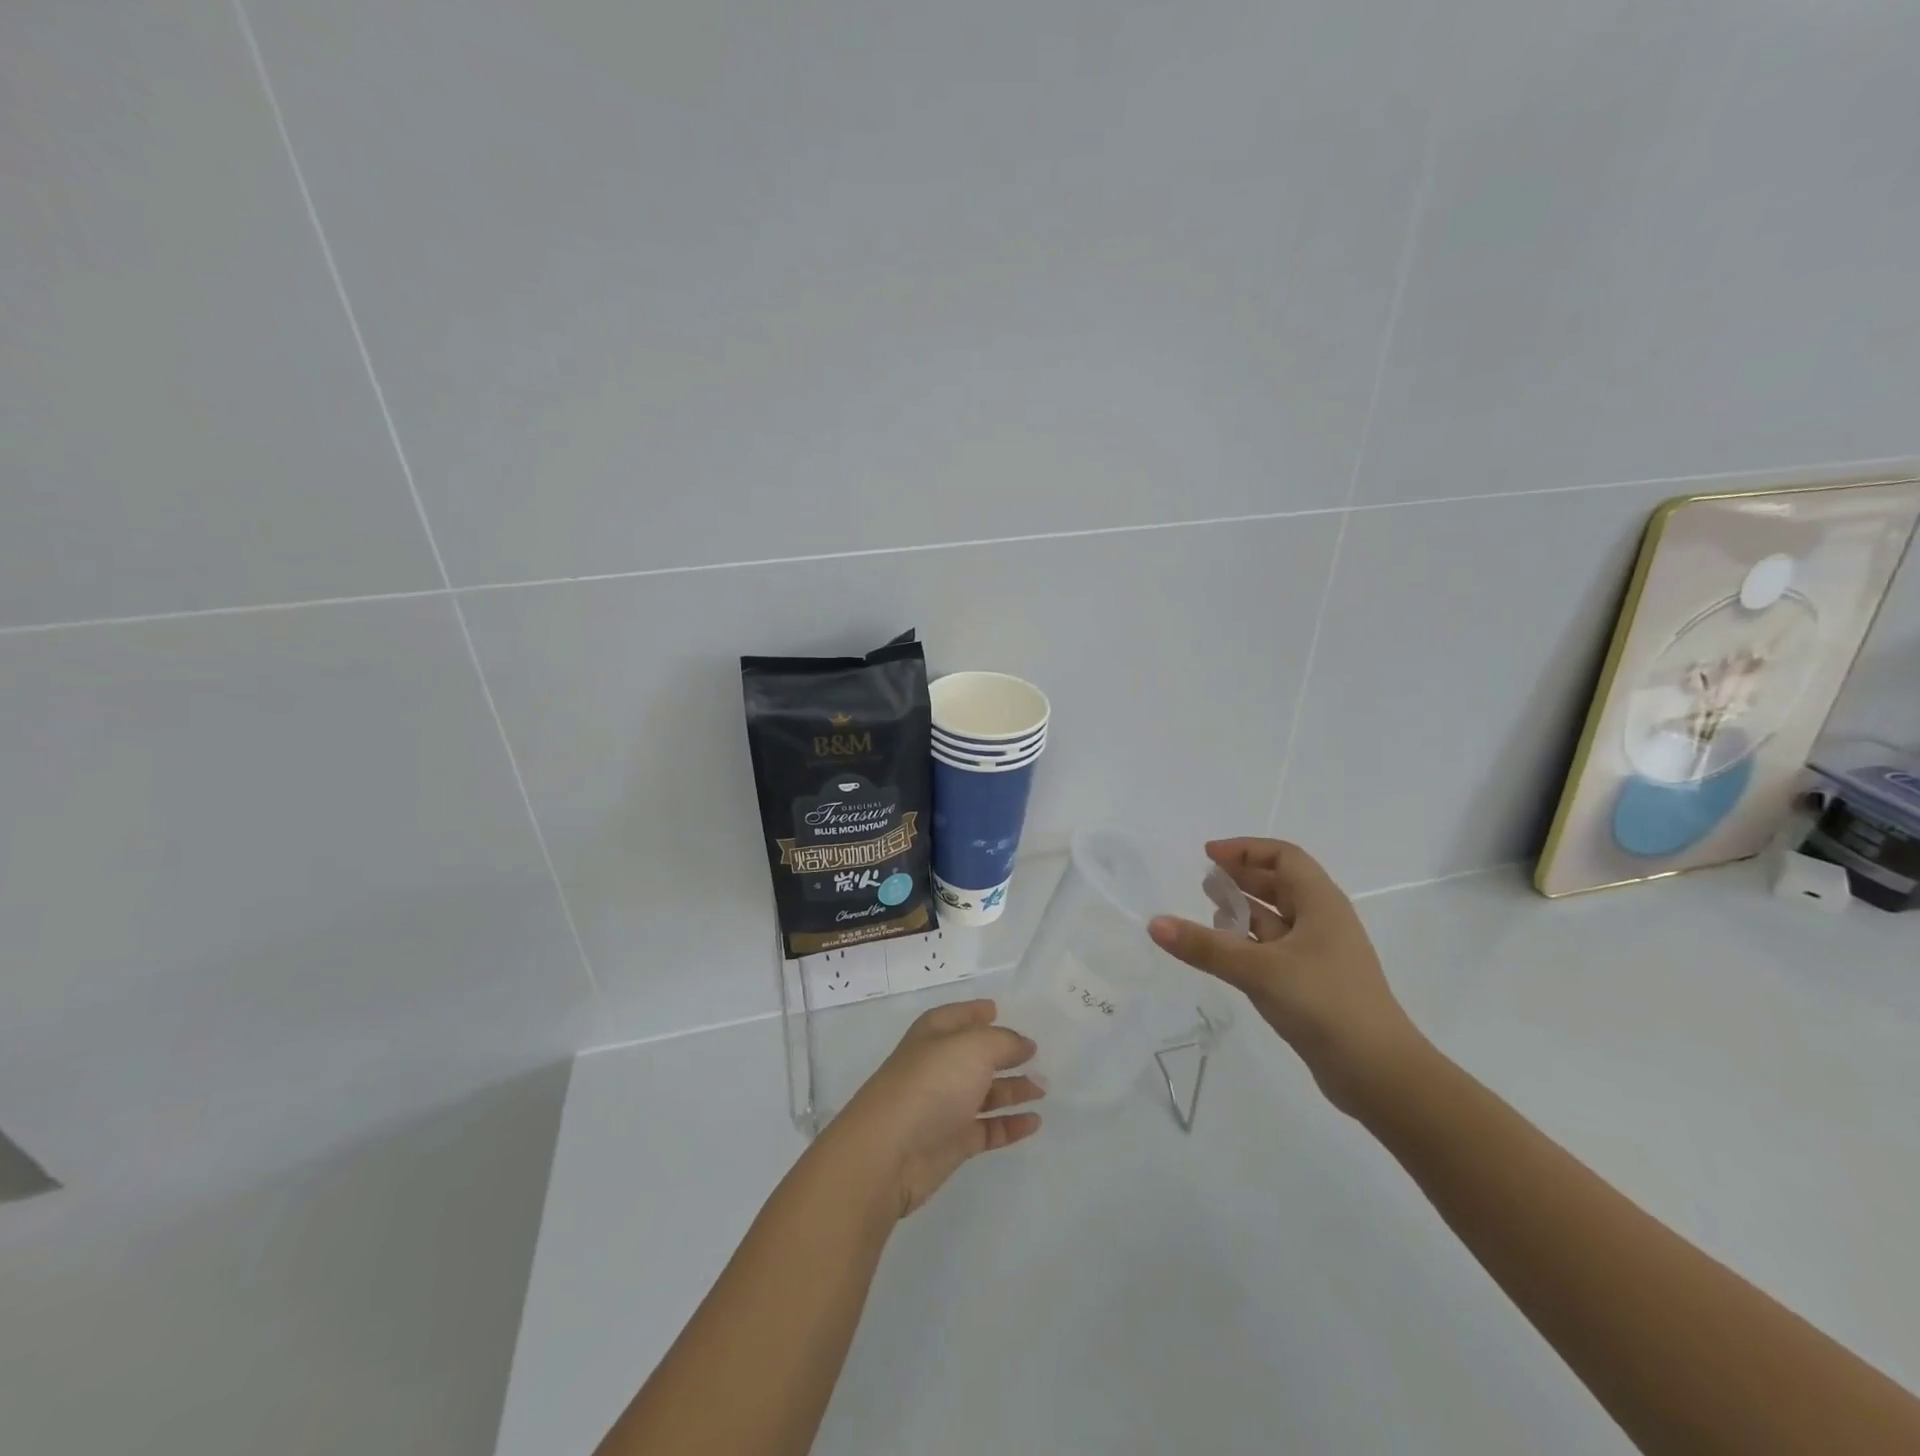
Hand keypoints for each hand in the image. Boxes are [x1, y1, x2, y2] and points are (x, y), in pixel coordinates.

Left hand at [827, 1000, 1042, 1217]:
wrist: (890, 1150)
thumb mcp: (974, 1047)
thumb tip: (1024, 1045)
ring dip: (1014, 1089)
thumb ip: (1004, 1042)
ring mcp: (946, 1104)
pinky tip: (1034, 1122)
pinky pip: (989, 1128)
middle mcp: (940, 1065)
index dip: (977, 1012)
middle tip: (1038, 1056)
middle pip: (976, 1055)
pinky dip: (1011, 1124)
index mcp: (936, 1033)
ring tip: (1044, 1089)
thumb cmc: (932, 1082)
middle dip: (1005, 1053)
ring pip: (986, 1092)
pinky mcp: (953, 1141)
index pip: (959, 1016)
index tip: (998, 1010)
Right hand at [1149, 838, 1424, 1115]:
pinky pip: (1275, 949)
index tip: (1208, 856)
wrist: (1379, 1073)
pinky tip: (1225, 952)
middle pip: (1280, 884)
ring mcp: (1319, 955)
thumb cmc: (1324, 1004)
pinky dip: (1249, 943)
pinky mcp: (1313, 984)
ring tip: (1209, 909)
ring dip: (1244, 910)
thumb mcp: (1258, 970)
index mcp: (1321, 904)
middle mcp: (1323, 922)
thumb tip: (1154, 924)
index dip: (1245, 850)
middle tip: (1204, 880)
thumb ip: (1205, 947)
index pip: (1283, 857)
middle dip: (1242, 877)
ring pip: (1277, 919)